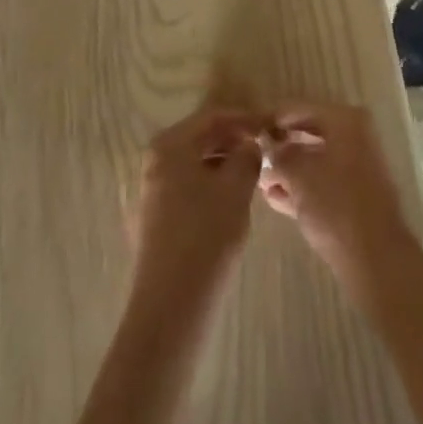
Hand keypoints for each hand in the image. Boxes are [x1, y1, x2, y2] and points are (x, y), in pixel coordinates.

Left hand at [130, 106, 263, 298]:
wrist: (171, 306)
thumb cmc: (206, 236)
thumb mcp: (236, 189)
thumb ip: (247, 157)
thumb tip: (250, 145)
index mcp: (170, 144)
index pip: (213, 117)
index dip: (245, 118)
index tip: (270, 125)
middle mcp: (155, 160)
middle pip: (201, 137)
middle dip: (234, 140)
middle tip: (264, 149)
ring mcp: (152, 189)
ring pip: (196, 163)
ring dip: (224, 163)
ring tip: (254, 174)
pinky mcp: (156, 217)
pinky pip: (189, 186)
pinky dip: (212, 184)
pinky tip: (232, 200)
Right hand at [259, 102, 412, 281]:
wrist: (375, 258)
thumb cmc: (335, 204)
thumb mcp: (298, 174)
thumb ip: (279, 155)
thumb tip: (267, 146)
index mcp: (345, 121)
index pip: (299, 109)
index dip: (272, 120)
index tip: (249, 131)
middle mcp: (354, 137)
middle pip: (308, 134)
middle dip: (280, 147)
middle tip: (253, 156)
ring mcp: (357, 168)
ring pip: (314, 161)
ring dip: (288, 170)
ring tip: (259, 181)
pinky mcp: (355, 197)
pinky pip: (322, 183)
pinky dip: (301, 188)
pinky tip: (274, 198)